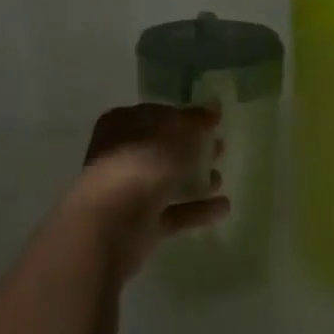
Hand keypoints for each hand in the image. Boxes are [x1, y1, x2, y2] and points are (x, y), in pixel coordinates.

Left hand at [73, 104, 229, 276]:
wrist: (110, 227)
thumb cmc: (141, 166)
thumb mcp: (175, 134)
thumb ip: (196, 121)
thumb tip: (213, 107)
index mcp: (121, 125)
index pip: (157, 114)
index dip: (185, 117)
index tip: (213, 122)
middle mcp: (121, 156)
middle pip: (163, 148)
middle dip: (192, 148)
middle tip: (221, 148)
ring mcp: (129, 192)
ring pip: (168, 181)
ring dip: (195, 179)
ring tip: (221, 178)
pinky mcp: (140, 224)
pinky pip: (173, 211)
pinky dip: (196, 208)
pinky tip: (223, 207)